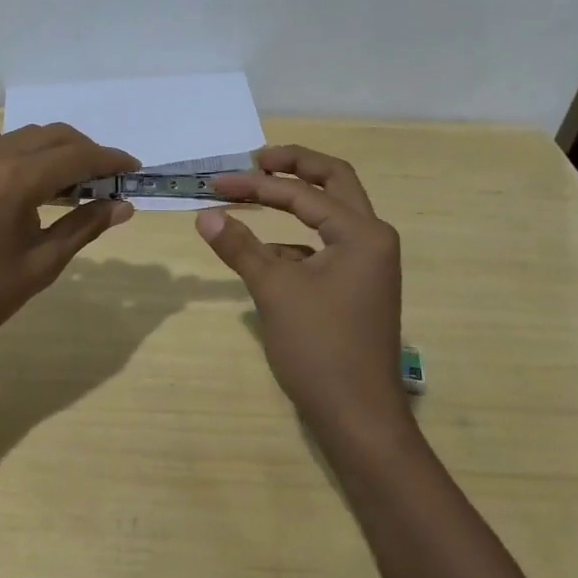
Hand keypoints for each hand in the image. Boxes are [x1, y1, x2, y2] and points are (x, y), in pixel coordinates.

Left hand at [0, 125, 137, 360]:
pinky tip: (27, 185)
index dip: (110, 160)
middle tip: (108, 180)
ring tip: (71, 183)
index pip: (76, 156)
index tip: (134, 169)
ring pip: (24, 137)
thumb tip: (123, 206)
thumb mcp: (40, 264)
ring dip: (54, 150)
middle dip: (85, 151)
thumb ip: (84, 227)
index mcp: (15, 178)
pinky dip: (22, 154)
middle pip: (52, 136)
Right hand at [196, 146, 406, 432]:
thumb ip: (239, 247)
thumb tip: (204, 215)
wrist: (358, 417)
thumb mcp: (273, 291)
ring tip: (253, 197)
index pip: (302, 193)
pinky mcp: (358, 286)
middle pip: (334, 182)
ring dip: (296, 201)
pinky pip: (326, 246)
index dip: (255, 185)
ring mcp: (369, 264)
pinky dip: (296, 241)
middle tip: (256, 160)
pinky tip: (266, 256)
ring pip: (332, 213)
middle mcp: (373, 238)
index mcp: (361, 233)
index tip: (216, 184)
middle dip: (294, 166)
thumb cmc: (319, 348)